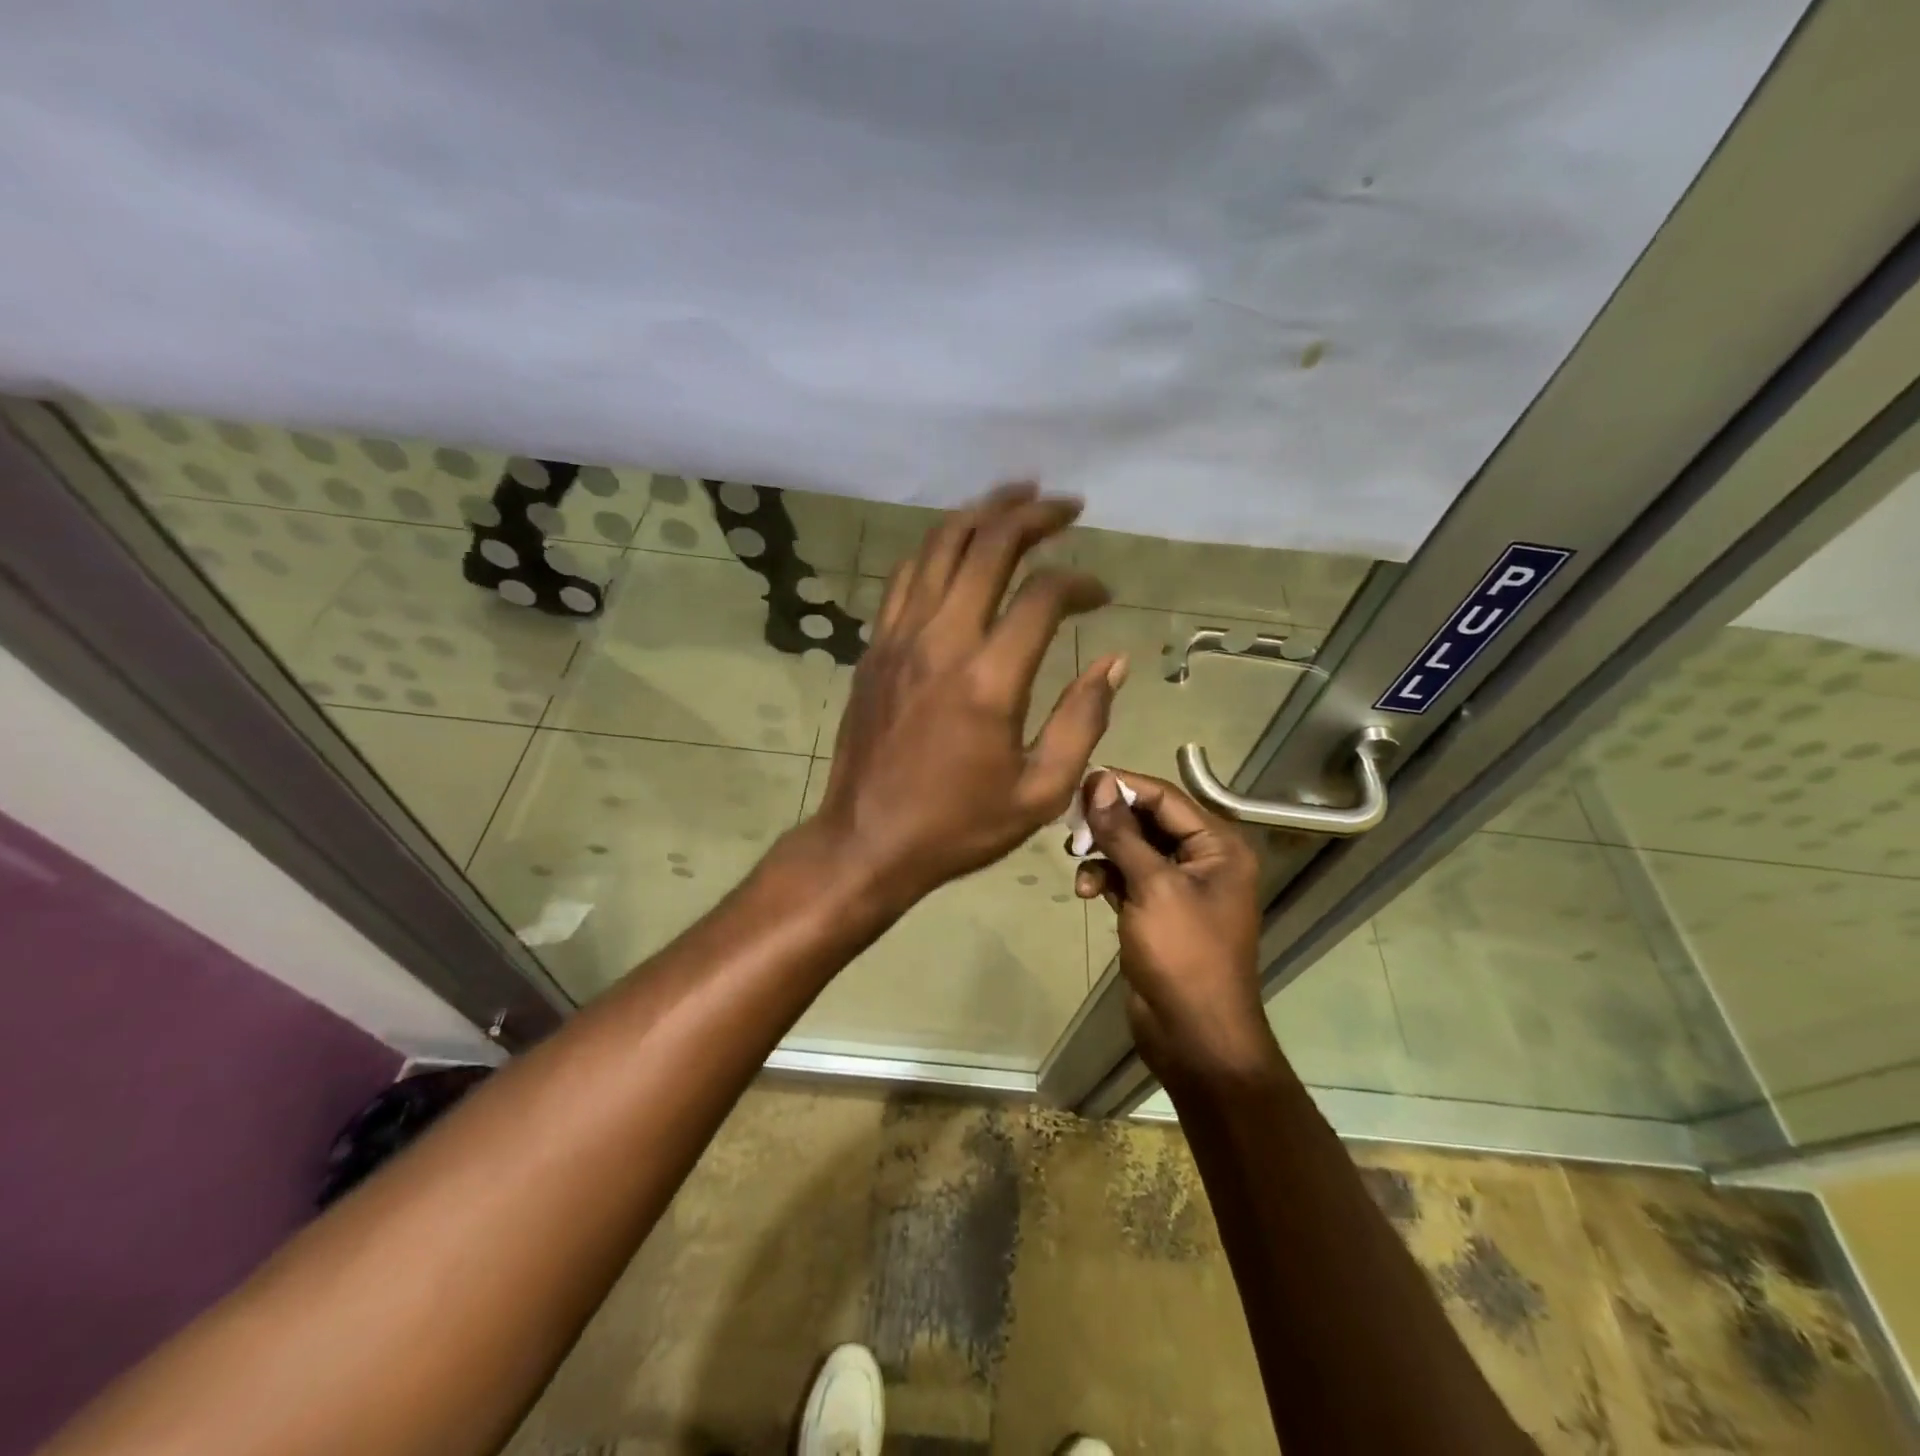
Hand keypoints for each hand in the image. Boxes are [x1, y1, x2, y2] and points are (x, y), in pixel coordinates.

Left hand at [810, 483, 1126, 909]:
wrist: (867, 841)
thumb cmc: (958, 825)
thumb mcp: (1040, 791)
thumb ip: (1082, 720)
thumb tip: (1112, 662)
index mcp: (990, 679)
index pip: (1042, 595)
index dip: (1080, 583)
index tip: (1100, 596)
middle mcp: (942, 641)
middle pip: (987, 546)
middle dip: (1032, 515)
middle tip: (1065, 504)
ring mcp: (899, 638)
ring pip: (939, 547)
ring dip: (980, 513)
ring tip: (1014, 497)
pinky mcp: (874, 648)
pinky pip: (905, 577)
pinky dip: (936, 548)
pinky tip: (957, 545)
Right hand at [1074, 771, 1279, 1078]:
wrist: (1194, 1035)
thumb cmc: (1183, 954)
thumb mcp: (1152, 886)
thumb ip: (1122, 832)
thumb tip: (1098, 782)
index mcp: (1218, 846)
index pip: (1165, 797)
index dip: (1122, 786)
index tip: (1079, 782)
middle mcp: (1202, 859)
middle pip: (1147, 820)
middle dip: (1108, 821)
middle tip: (1069, 822)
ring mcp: (1179, 886)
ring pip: (1132, 848)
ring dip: (1103, 851)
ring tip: (1075, 858)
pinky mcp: (1156, 910)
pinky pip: (1127, 877)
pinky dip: (1105, 877)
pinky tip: (1086, 891)